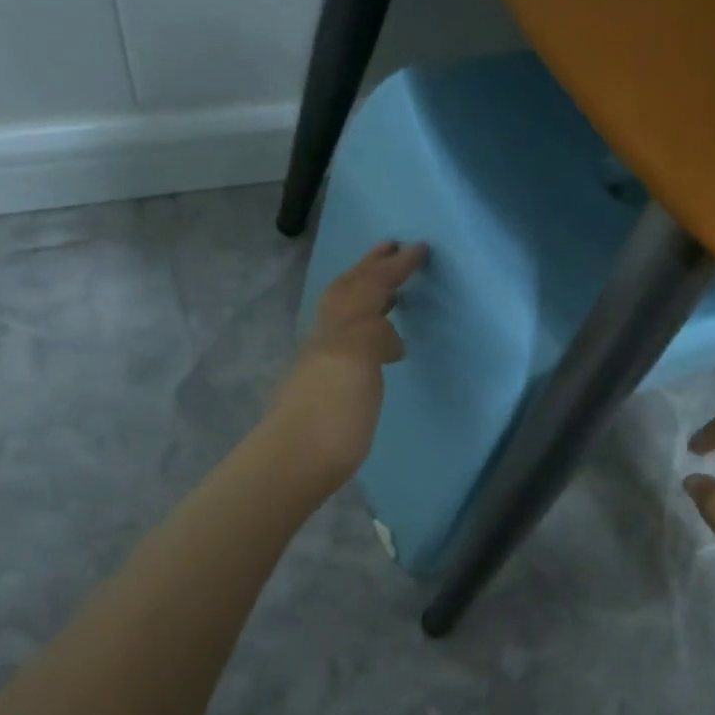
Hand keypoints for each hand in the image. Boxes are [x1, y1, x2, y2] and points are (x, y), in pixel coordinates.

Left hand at [270, 241, 427, 491]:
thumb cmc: (332, 418)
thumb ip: (372, 337)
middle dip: (372, 268)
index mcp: (342, 330)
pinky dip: (362, 325)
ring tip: (386, 287)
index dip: (394, 267)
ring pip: (342, 314)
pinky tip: (373, 340)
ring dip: (364, 291)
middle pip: (349, 292)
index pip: (369, 287)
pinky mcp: (325, 387)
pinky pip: (345, 340)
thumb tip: (390, 337)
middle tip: (393, 249)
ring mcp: (323, 363)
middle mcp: (329, 339)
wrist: (293, 465)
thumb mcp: (355, 366)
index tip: (421, 248)